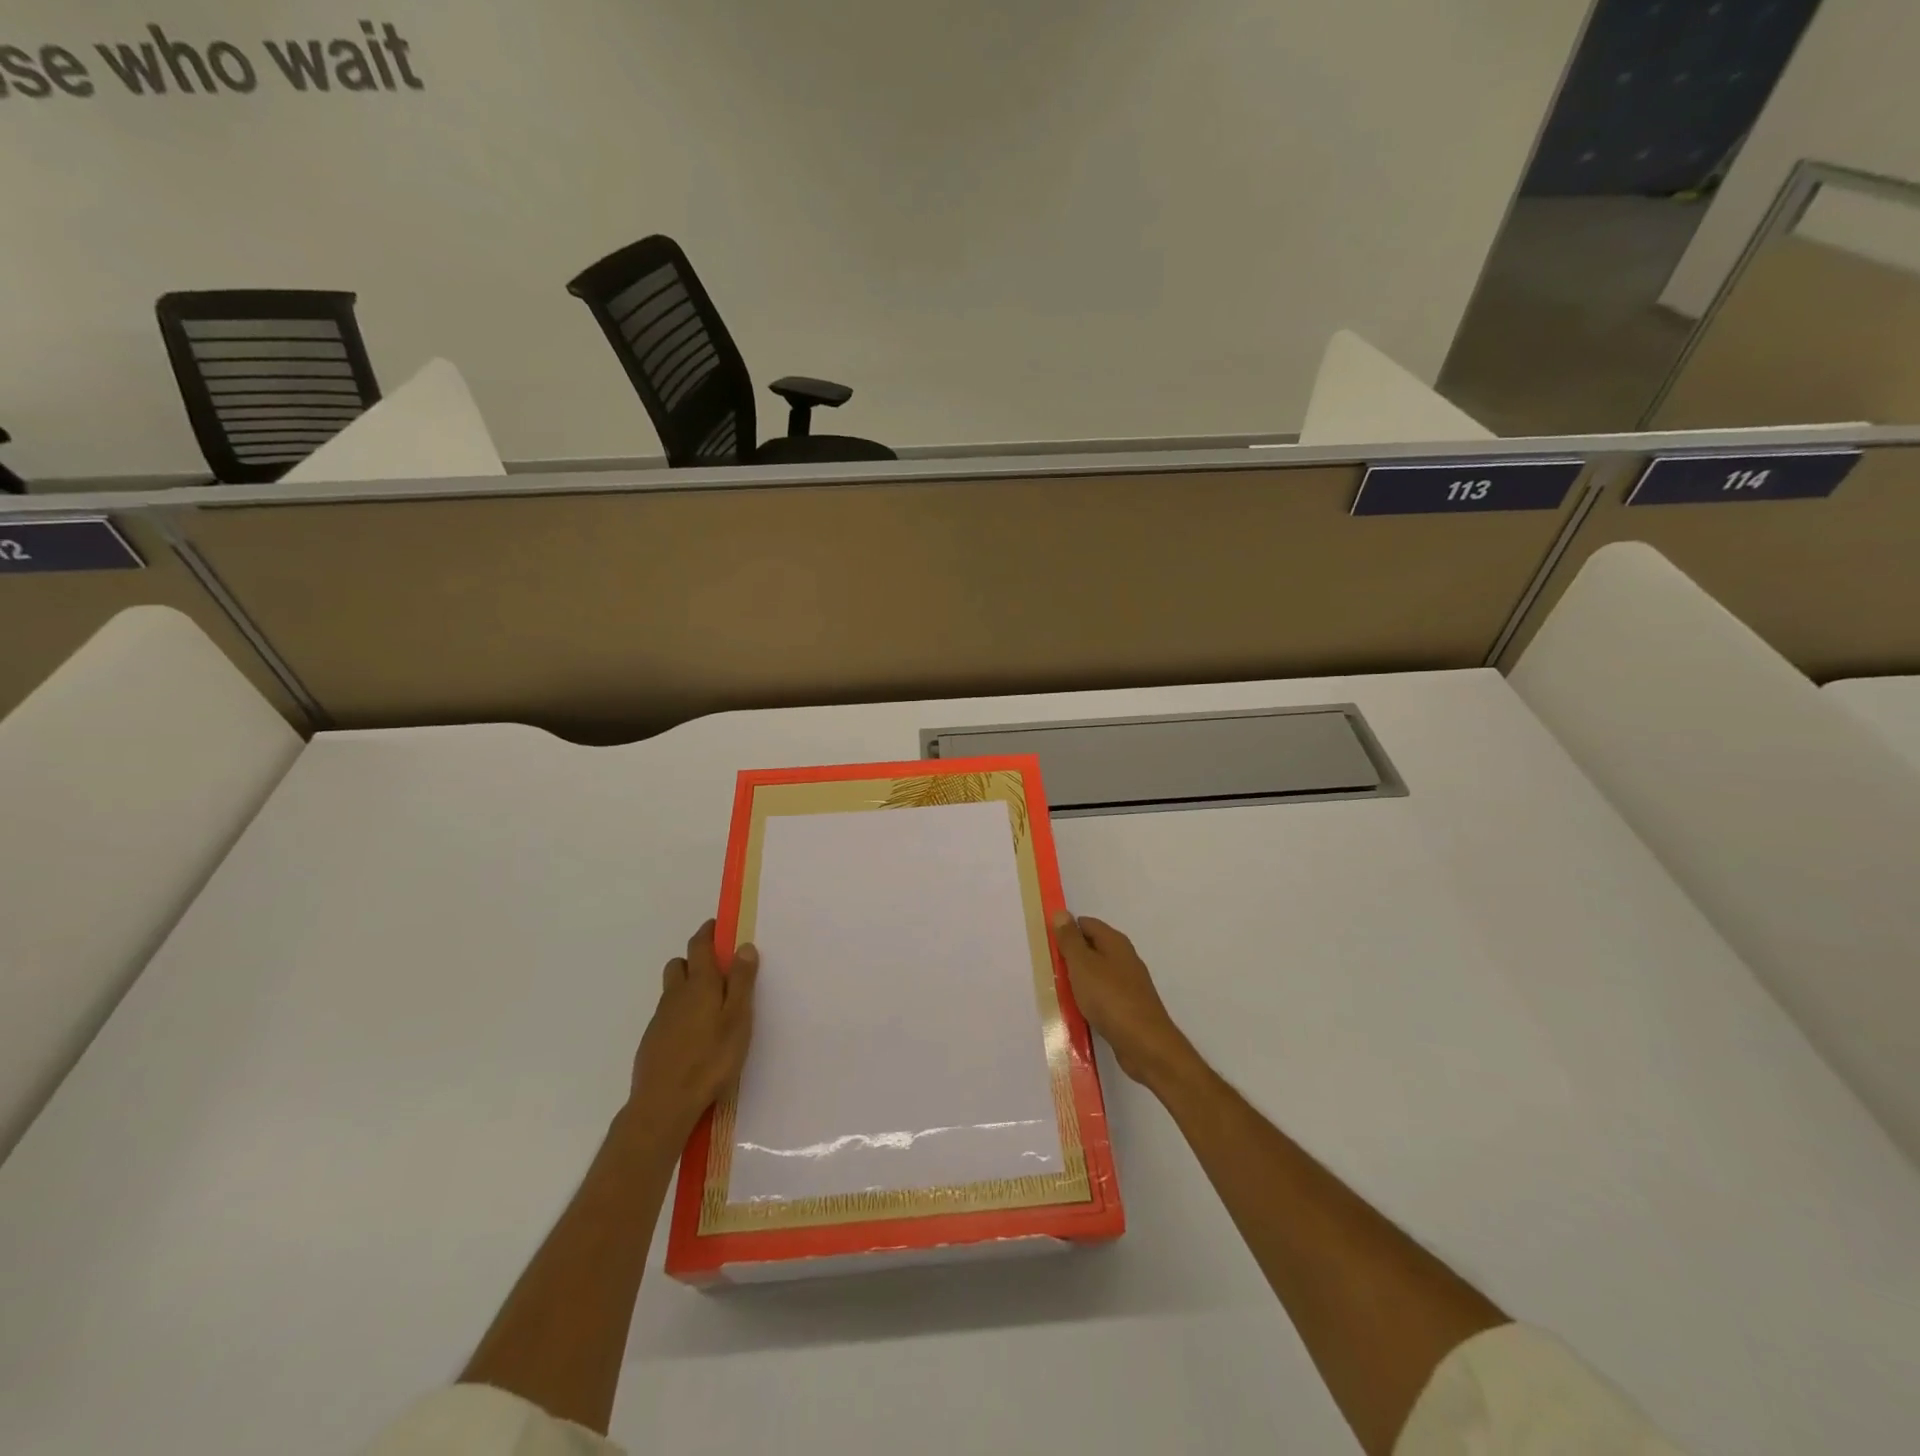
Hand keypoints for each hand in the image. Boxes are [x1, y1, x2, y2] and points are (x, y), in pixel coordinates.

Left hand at [626, 920, 759, 1146]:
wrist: (664, 1103)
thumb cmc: (710, 1058)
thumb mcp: (738, 1019)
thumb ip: (742, 982)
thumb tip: (743, 946)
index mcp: (700, 984)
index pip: (699, 946)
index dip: (707, 932)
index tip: (716, 926)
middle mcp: (676, 995)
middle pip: (679, 964)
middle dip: (694, 959)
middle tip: (716, 969)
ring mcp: (660, 1018)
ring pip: (671, 990)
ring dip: (686, 986)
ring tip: (708, 1005)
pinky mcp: (652, 1040)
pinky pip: (667, 1014)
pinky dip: (679, 1012)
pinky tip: (693, 1034)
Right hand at [1051, 910, 1195, 1092]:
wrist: (1145, 1044)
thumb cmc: (1110, 998)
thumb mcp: (1083, 965)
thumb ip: (1070, 940)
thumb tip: (1062, 913)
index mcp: (1115, 942)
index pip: (1086, 924)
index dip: (1066, 931)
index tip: (1048, 946)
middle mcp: (1124, 958)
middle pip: (1092, 948)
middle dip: (1070, 958)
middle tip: (1050, 970)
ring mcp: (1129, 984)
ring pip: (1096, 973)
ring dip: (1078, 980)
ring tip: (1059, 992)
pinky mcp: (1129, 1007)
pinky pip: (1103, 995)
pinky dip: (1089, 999)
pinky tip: (1078, 1011)